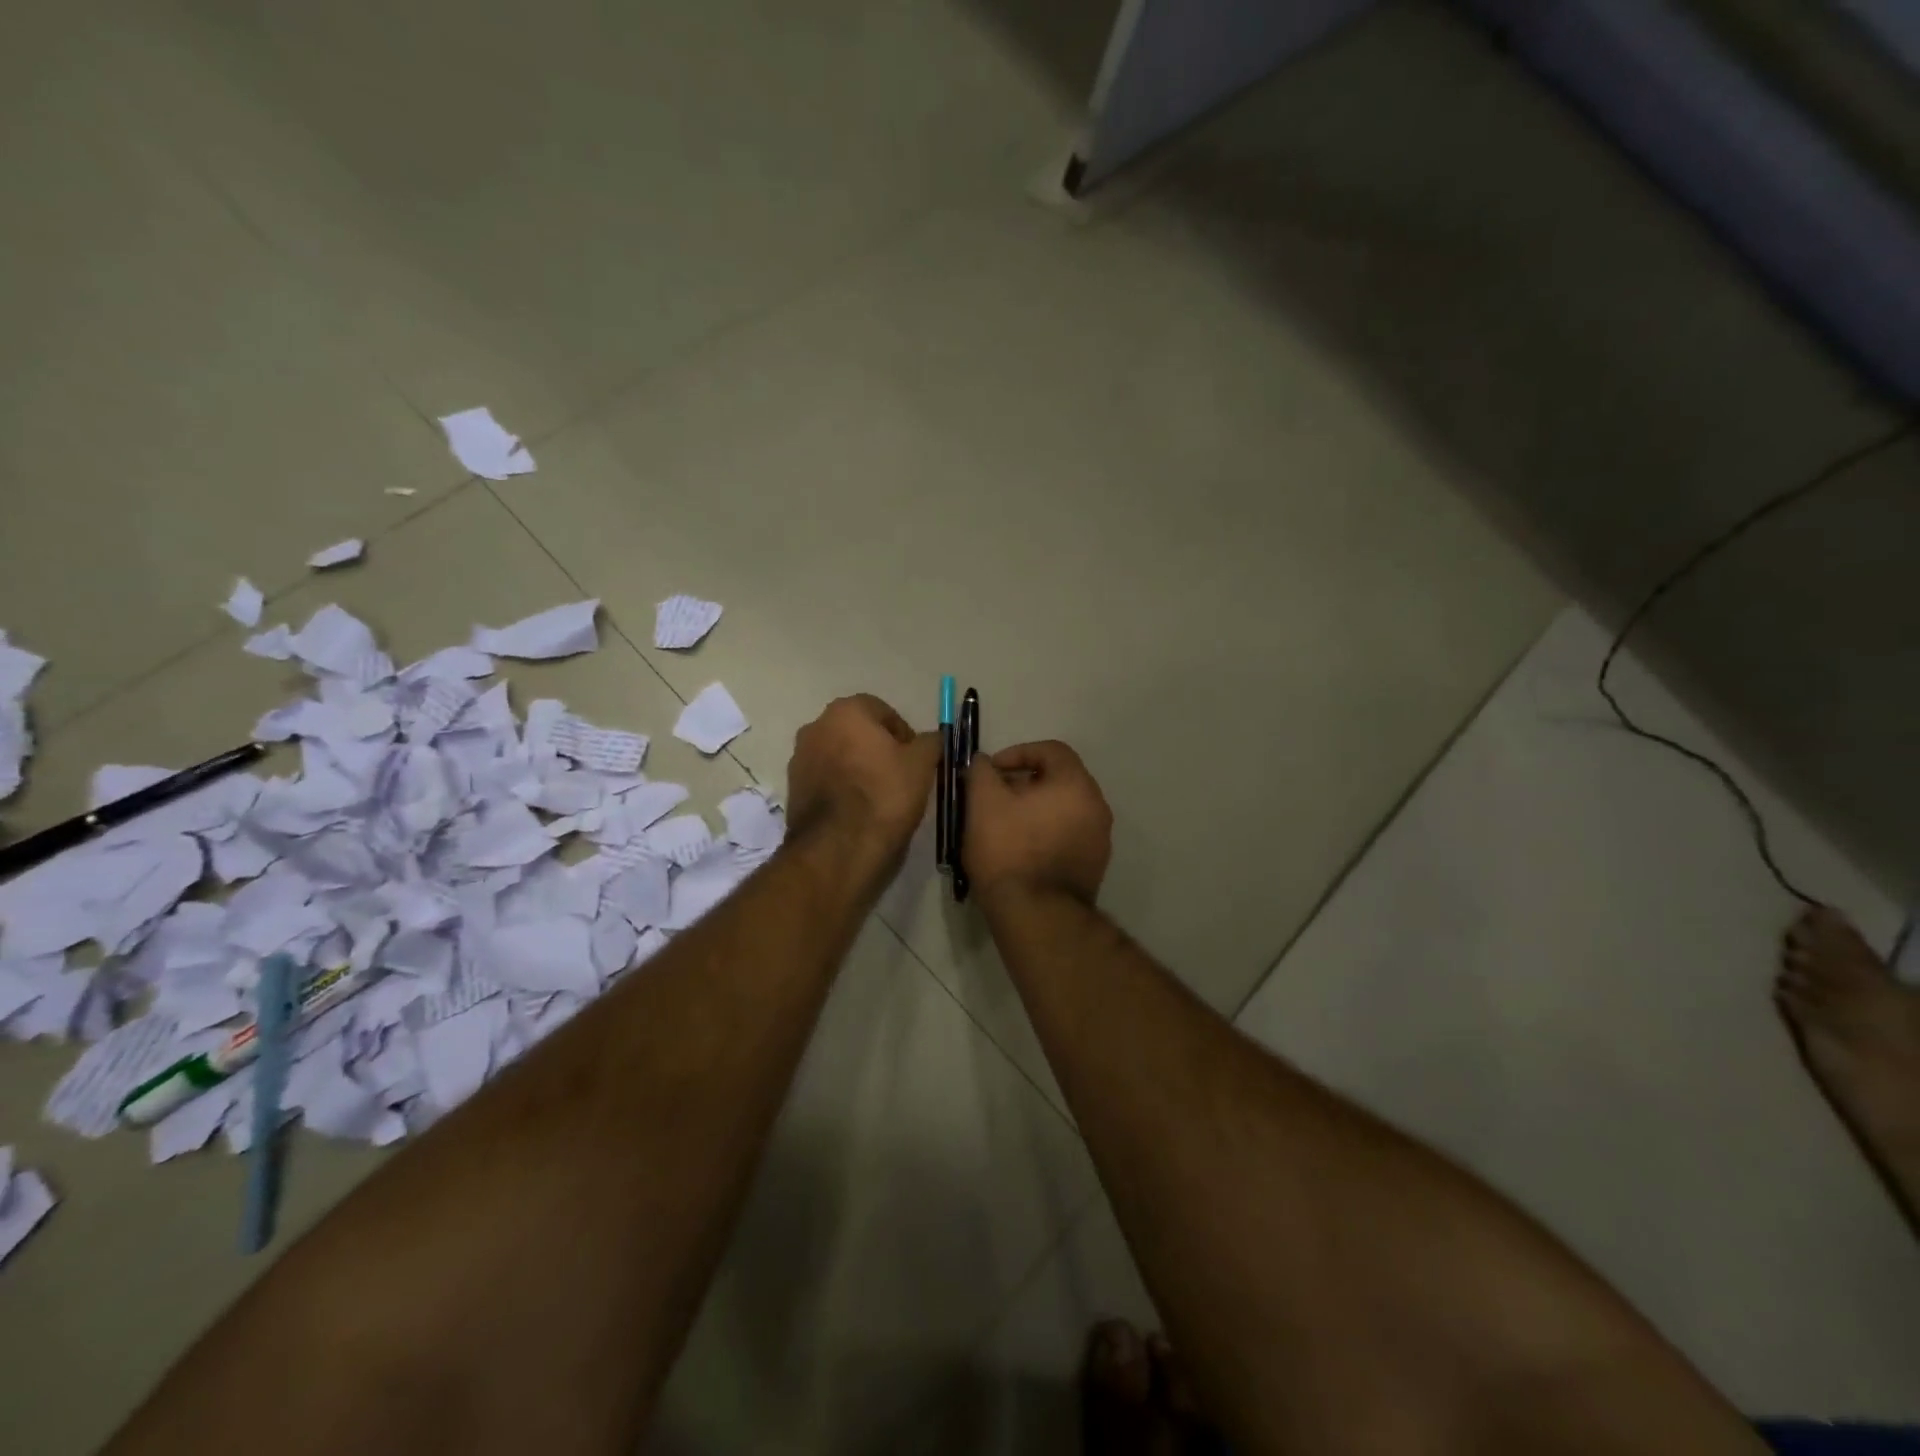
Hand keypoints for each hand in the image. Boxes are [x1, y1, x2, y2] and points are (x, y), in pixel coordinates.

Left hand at [785, 694, 938, 862]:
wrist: (838, 847)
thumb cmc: (884, 794)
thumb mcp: (922, 764)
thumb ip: (931, 742)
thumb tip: (932, 738)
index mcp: (846, 711)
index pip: (883, 712)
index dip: (904, 735)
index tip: (916, 760)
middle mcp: (816, 726)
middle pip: (857, 732)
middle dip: (878, 749)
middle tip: (899, 777)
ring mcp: (799, 757)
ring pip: (839, 755)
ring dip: (857, 767)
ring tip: (879, 796)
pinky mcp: (792, 788)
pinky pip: (825, 779)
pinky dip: (840, 787)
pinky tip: (857, 810)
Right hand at [963, 740, 1112, 904]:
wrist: (1037, 915)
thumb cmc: (1009, 850)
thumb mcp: (982, 802)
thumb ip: (981, 771)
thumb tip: (983, 763)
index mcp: (1076, 784)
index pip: (1051, 750)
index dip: (1017, 753)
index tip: (991, 771)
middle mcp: (1096, 806)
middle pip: (1059, 780)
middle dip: (1024, 783)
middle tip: (994, 798)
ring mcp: (1099, 839)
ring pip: (1063, 810)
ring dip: (1034, 810)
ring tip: (1003, 826)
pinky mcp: (1093, 867)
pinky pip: (1067, 837)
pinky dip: (1045, 834)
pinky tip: (1020, 852)